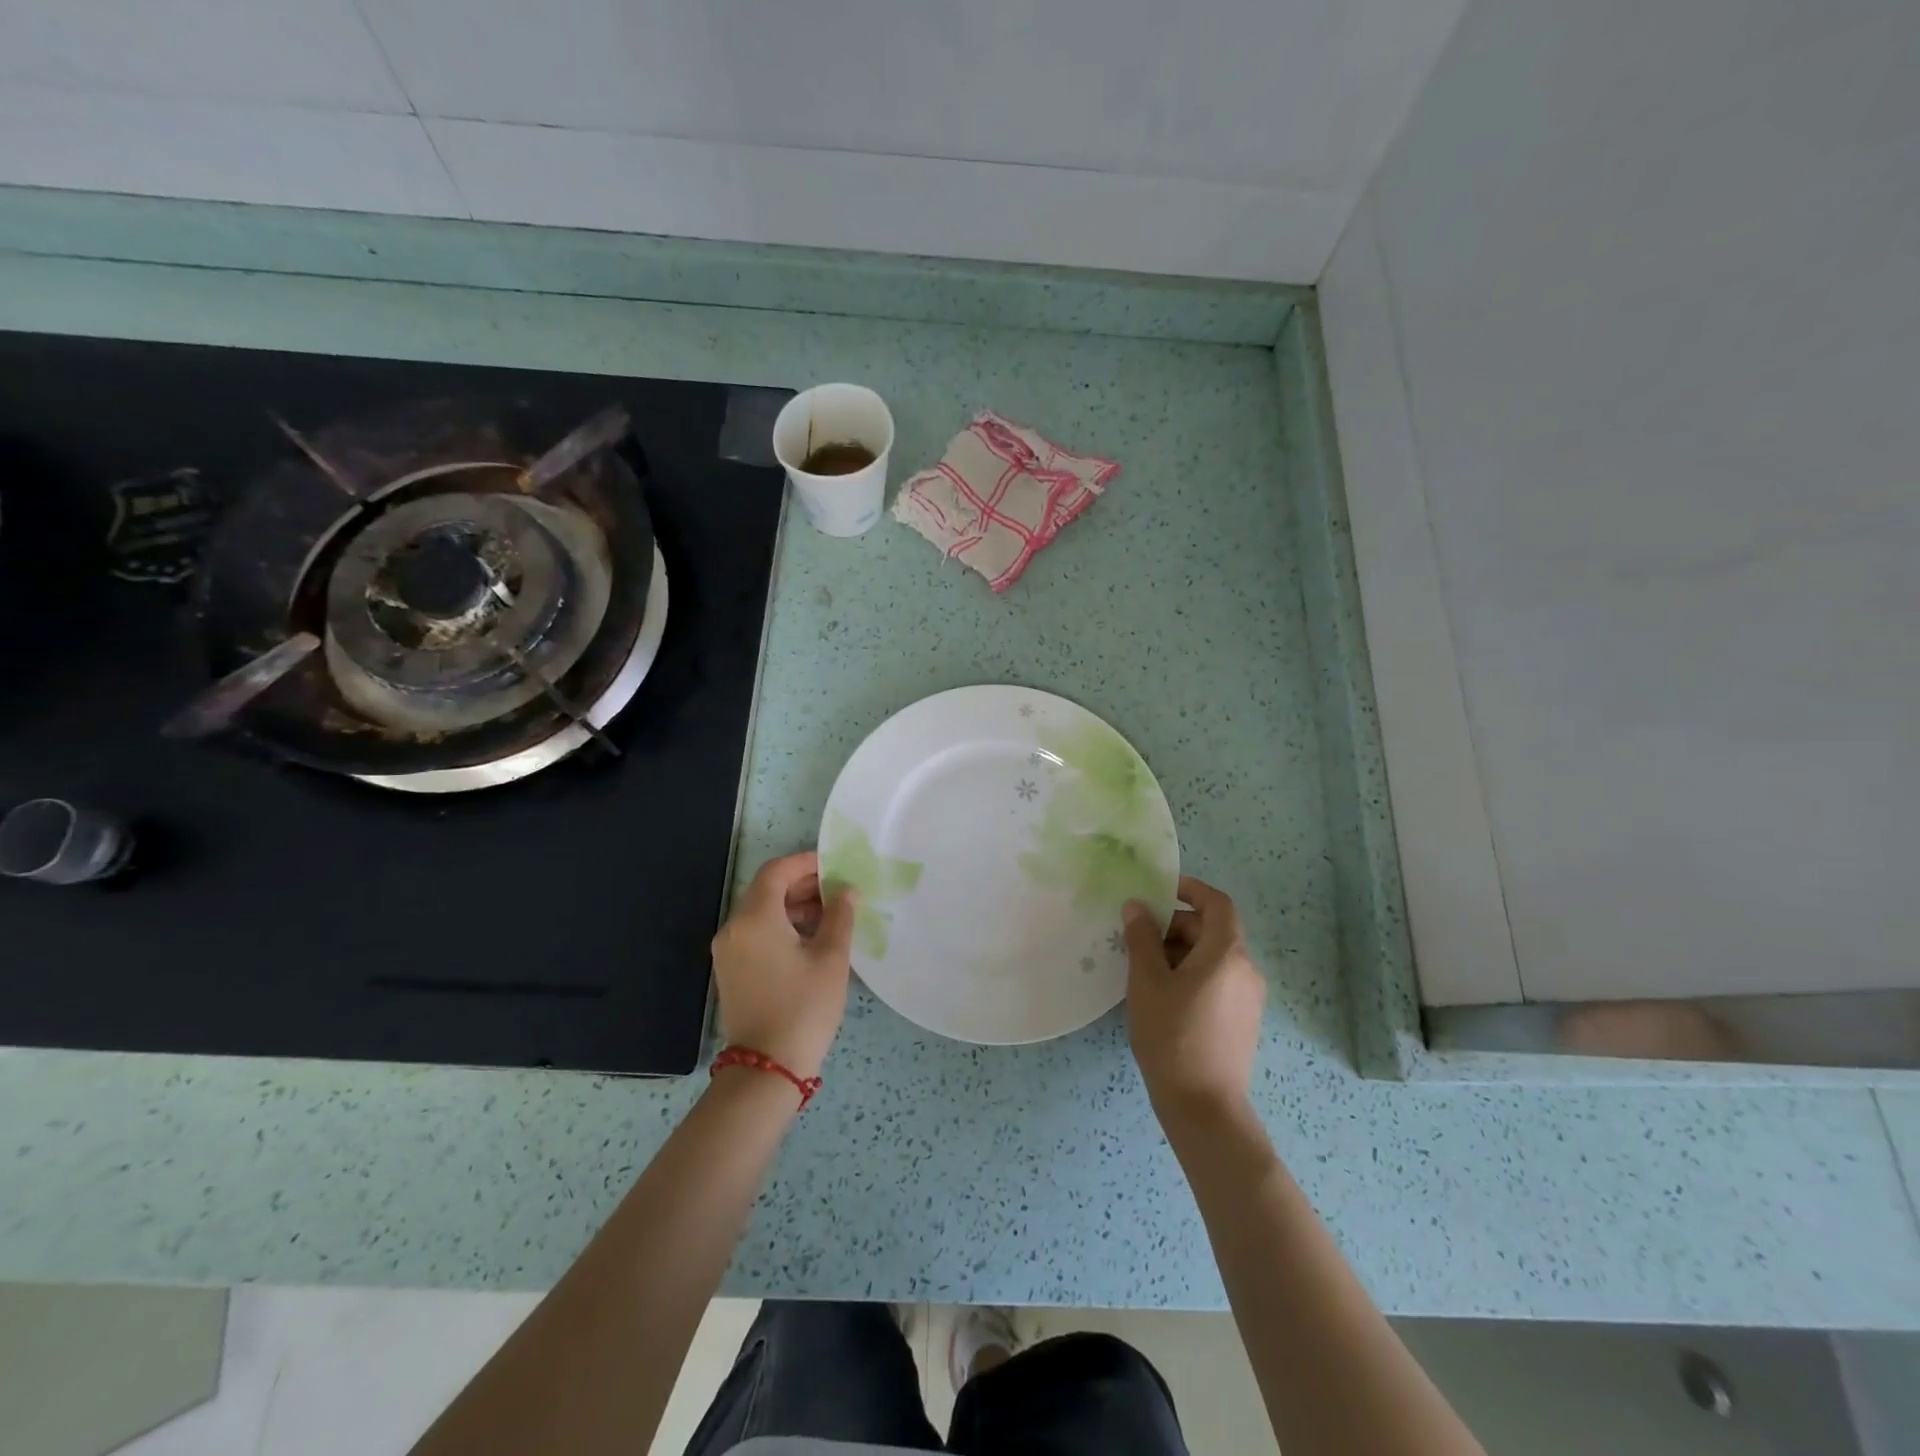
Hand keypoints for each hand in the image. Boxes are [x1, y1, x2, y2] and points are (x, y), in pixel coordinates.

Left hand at [711, 852, 857, 1080]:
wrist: (766, 1069)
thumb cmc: (804, 1008)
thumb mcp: (831, 958)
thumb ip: (840, 916)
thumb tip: (846, 890)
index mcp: (755, 918)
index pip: (777, 871)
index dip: (806, 863)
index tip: (835, 867)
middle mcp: (734, 928)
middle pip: (766, 889)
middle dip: (802, 884)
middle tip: (837, 889)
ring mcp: (728, 950)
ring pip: (760, 911)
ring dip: (792, 905)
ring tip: (830, 914)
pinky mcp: (731, 970)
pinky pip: (755, 933)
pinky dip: (780, 925)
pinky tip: (810, 938)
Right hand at [1123, 876, 1263, 1119]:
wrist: (1204, 1107)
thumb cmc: (1172, 1035)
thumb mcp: (1147, 982)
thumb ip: (1141, 938)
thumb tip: (1137, 906)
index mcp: (1227, 953)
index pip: (1217, 903)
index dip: (1190, 889)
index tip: (1160, 889)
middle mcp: (1246, 969)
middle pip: (1213, 930)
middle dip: (1176, 924)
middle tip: (1139, 936)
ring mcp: (1248, 997)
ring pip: (1214, 956)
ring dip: (1181, 950)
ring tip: (1145, 968)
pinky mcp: (1243, 1019)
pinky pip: (1218, 979)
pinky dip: (1193, 972)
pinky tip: (1164, 994)